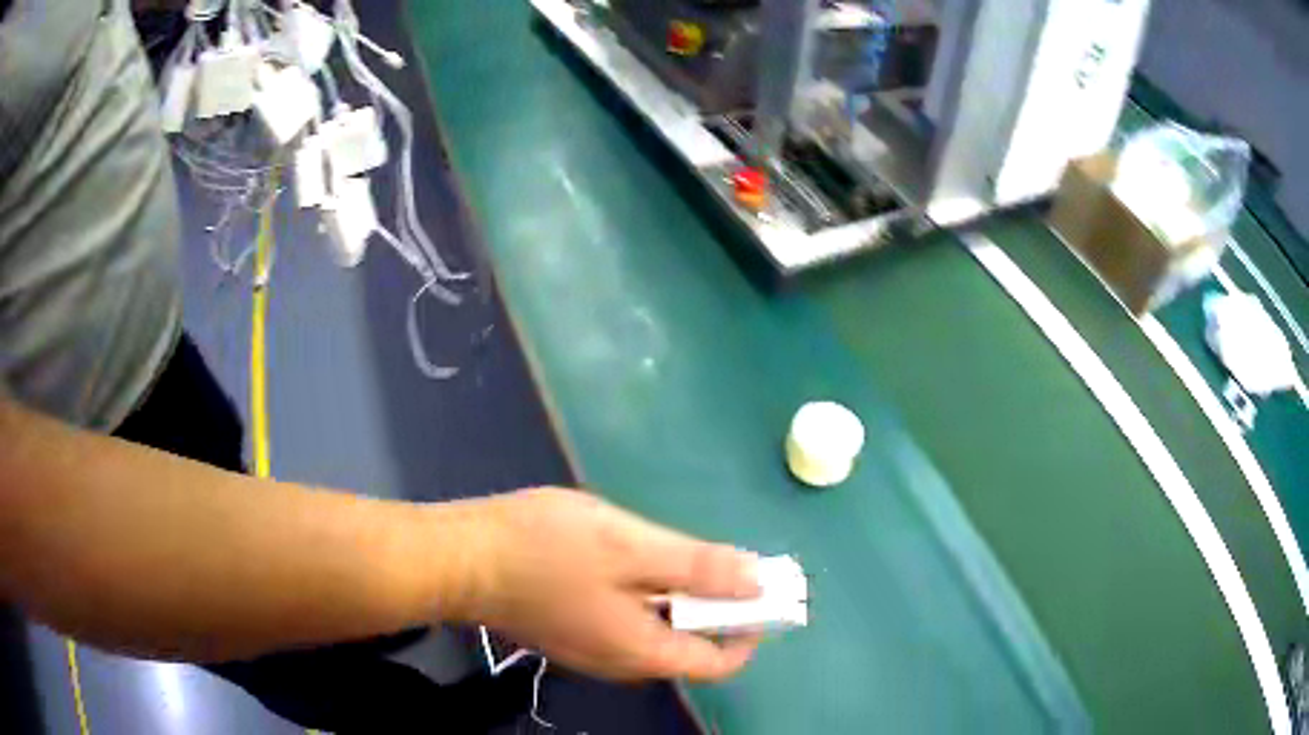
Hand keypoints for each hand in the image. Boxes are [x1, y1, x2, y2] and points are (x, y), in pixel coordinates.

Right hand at [450, 488, 761, 681]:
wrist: (460, 556)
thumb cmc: (543, 549)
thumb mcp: (630, 547)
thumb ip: (696, 567)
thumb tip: (755, 579)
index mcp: (641, 651)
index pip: (718, 662)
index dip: (748, 628)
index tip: (756, 589)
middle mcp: (620, 662)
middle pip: (687, 646)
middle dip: (713, 606)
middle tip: (710, 560)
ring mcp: (591, 650)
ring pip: (656, 632)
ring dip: (678, 598)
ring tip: (669, 552)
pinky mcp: (570, 631)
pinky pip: (626, 623)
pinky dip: (646, 597)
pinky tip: (628, 559)